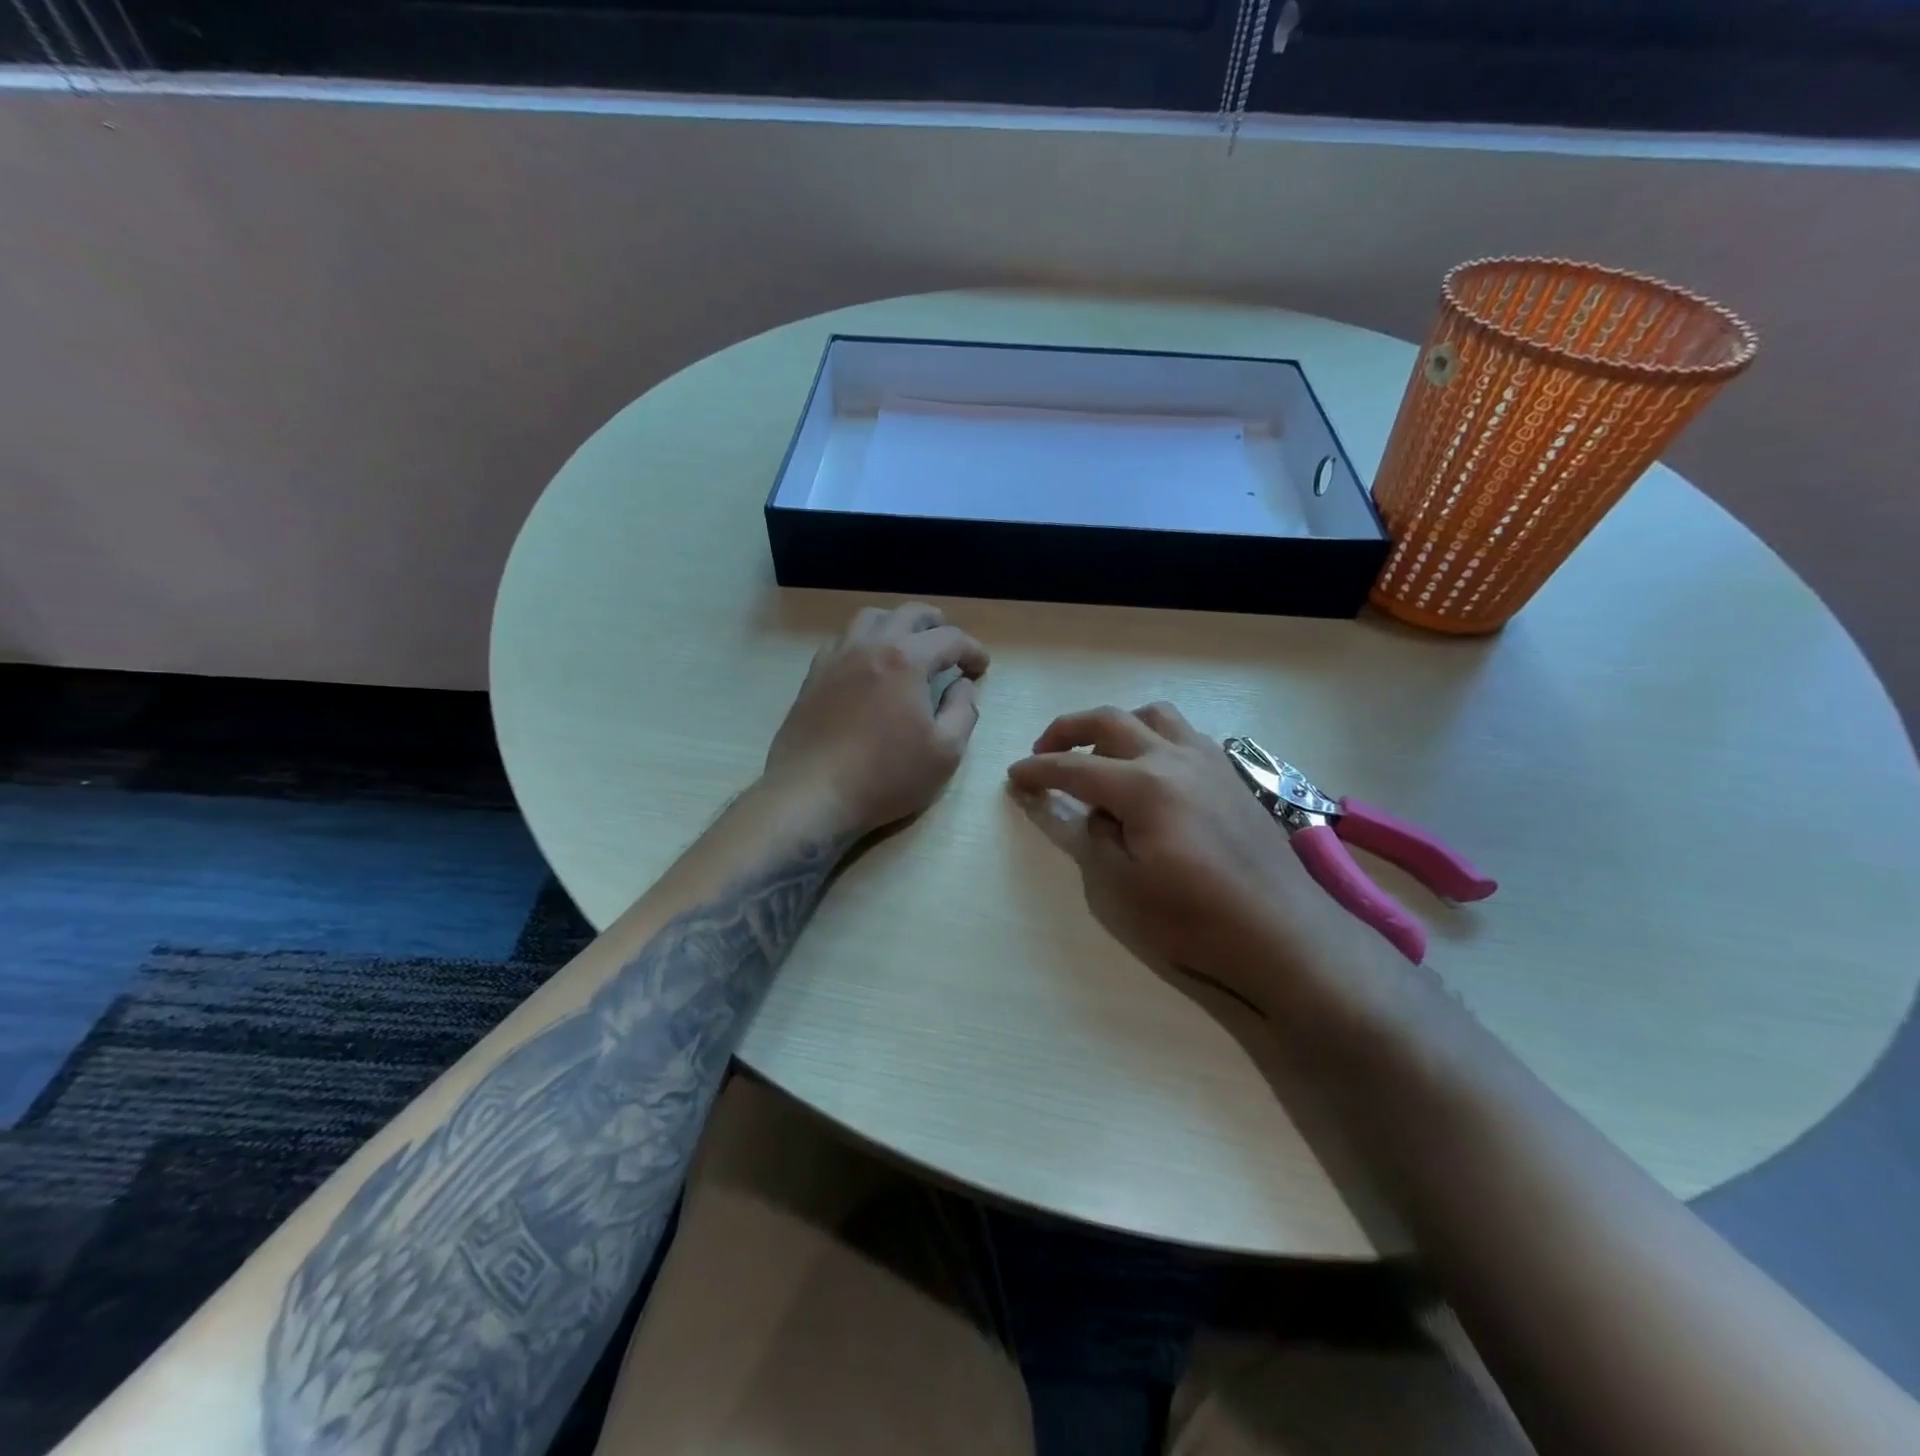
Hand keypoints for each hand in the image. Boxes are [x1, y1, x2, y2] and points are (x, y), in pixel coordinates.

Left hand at [764, 603, 988, 837]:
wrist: (812, 793)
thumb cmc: (885, 776)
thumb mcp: (944, 752)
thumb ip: (963, 711)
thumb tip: (963, 684)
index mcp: (906, 660)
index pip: (949, 639)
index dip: (972, 650)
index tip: (981, 667)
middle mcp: (870, 645)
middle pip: (909, 613)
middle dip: (937, 624)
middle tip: (951, 646)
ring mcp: (837, 657)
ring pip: (871, 618)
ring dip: (897, 623)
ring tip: (909, 644)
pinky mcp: (814, 675)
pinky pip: (843, 639)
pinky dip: (865, 639)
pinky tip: (868, 663)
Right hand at [1007, 702, 1384, 1014]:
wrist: (1283, 933)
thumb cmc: (1197, 920)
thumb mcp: (1123, 889)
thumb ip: (1098, 838)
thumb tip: (1098, 813)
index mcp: (1143, 787)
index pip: (1075, 768)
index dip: (1039, 770)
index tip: (1015, 776)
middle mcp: (1174, 758)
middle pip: (1110, 720)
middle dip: (1068, 730)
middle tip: (1044, 750)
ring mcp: (1209, 761)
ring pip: (1154, 715)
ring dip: (1117, 724)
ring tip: (1101, 752)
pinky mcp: (1232, 774)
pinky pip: (1185, 734)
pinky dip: (1155, 737)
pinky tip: (1152, 769)